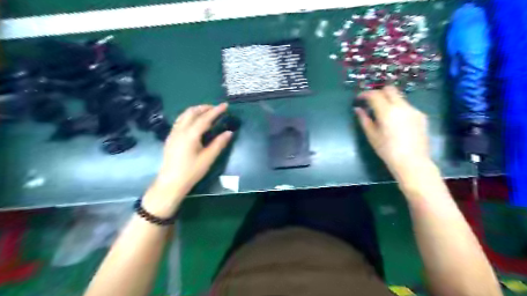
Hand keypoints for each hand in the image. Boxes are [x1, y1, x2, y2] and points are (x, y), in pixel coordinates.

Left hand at [145, 103, 233, 215]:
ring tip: (206, 113)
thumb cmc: (191, 172)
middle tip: (216, 109)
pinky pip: (180, 120)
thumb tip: (229, 133)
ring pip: (184, 115)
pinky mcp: (170, 137)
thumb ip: (219, 144)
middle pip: (192, 112)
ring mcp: (173, 133)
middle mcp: (180, 130)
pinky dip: (189, 116)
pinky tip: (194, 122)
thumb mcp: (208, 158)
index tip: (225, 105)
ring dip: (196, 111)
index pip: (205, 118)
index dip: (216, 111)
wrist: (171, 183)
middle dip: (204, 107)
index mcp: (190, 135)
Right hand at [354, 84, 431, 177]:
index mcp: (387, 112)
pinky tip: (397, 122)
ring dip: (389, 101)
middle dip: (379, 92)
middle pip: (390, 89)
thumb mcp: (372, 136)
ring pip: (399, 97)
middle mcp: (402, 106)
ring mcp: (413, 110)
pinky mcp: (421, 116)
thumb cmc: (387, 151)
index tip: (360, 99)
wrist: (412, 162)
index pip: (374, 95)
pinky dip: (399, 109)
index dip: (365, 94)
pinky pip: (407, 107)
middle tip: (372, 102)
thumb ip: (364, 119)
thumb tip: (358, 109)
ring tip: (384, 114)